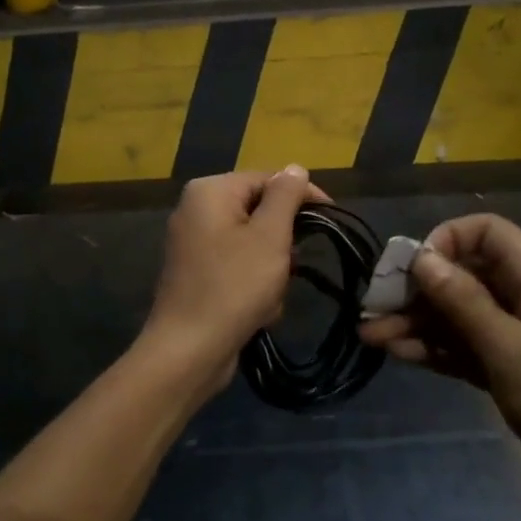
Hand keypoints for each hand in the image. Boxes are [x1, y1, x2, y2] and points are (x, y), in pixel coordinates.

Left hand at [137, 167, 318, 389]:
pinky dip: (253, 286)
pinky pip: (237, 267)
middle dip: (282, 243)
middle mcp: (196, 209)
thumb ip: (285, 197)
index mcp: (210, 191)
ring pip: (252, 244)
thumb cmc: (234, 287)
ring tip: (271, 296)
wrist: (189, 351)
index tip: (331, 218)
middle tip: (291, 267)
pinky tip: (258, 311)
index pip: (267, 178)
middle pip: (259, 212)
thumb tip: (295, 168)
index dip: (302, 196)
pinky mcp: (196, 274)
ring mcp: (193, 243)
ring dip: (271, 270)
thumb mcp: (269, 236)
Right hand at [359, 214, 520, 491]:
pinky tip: (402, 355)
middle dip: (417, 291)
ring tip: (371, 339)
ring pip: (463, 312)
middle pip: (464, 273)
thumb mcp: (512, 353)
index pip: (481, 231)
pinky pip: (473, 343)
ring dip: (420, 323)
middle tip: (370, 313)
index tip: (406, 273)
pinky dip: (441, 348)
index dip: (441, 243)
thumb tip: (422, 257)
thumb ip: (463, 303)